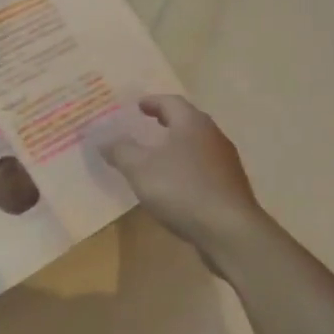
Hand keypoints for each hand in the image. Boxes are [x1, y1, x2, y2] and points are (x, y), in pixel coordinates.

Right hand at [95, 96, 265, 269]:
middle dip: (166, 121)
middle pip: (187, 121)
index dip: (152, 102)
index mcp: (192, 124)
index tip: (137, 106)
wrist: (229, 231)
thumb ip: (120, 150)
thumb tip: (103, 139)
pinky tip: (174, 183)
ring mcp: (225, 162)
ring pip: (196, 145)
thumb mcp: (139, 168)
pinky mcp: (230, 187)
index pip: (171, 102)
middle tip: (145, 124)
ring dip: (176, 145)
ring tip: (156, 155)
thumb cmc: (181, 189)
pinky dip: (185, 167)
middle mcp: (213, 136)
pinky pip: (203, 167)